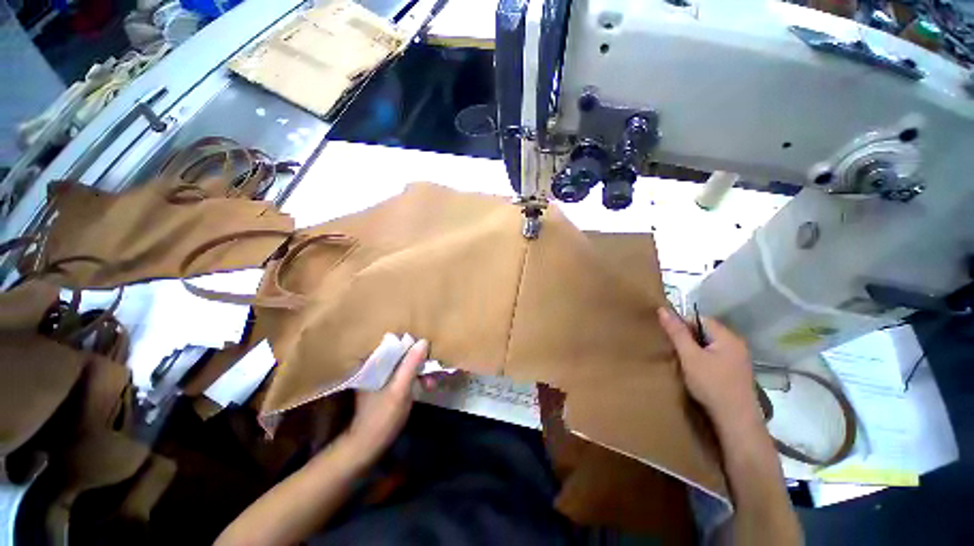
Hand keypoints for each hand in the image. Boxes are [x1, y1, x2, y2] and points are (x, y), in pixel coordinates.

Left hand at [345, 339, 428, 460]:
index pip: (395, 344)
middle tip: (432, 372)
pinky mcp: (384, 385)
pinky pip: (402, 374)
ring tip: (431, 383)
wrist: (367, 446)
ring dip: (419, 371)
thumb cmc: (383, 417)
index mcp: (372, 363)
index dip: (414, 346)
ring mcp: (379, 376)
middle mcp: (373, 365)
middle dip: (419, 361)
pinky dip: (414, 377)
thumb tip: (423, 341)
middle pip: (401, 354)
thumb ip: (411, 365)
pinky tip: (424, 385)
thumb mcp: (400, 389)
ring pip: (403, 365)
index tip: (428, 353)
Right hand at [657, 308, 763, 434]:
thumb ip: (676, 333)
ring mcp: (739, 360)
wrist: (736, 421)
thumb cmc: (712, 384)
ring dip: (695, 350)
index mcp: (728, 337)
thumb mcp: (689, 356)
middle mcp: (737, 345)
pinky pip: (716, 358)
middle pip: (706, 332)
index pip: (700, 319)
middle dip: (688, 338)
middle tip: (674, 350)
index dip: (682, 325)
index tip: (670, 338)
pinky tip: (697, 373)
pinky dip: (703, 360)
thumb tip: (662, 309)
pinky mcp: (737, 373)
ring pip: (710, 346)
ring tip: (683, 361)